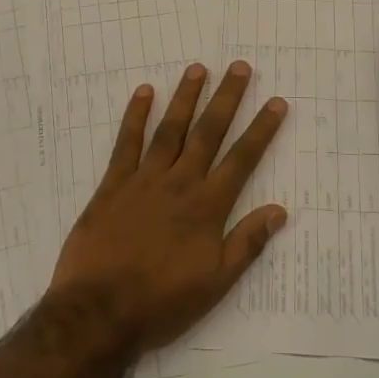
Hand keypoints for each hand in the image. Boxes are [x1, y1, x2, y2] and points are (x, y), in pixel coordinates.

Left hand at [48, 62, 288, 352]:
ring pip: (170, 129)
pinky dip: (135, 116)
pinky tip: (144, 92)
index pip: (242, 159)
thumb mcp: (215, 283)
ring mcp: (144, 179)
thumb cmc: (162, 302)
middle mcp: (179, 183)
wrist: (99, 311)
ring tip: (198, 69)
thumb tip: (279, 210)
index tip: (276, 102)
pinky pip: (126, 143)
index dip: (261, 130)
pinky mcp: (112, 184)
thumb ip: (246, 243)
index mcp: (207, 206)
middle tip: (240, 67)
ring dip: (185, 97)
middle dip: (226, 98)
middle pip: (208, 132)